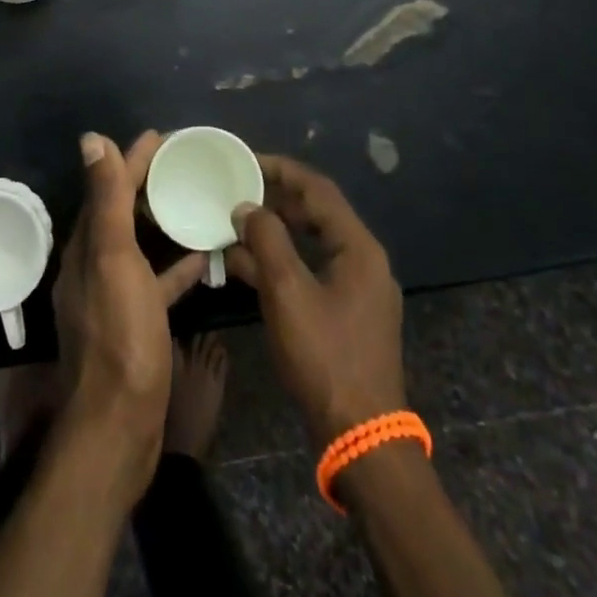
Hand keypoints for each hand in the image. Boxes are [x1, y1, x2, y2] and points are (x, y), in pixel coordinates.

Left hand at [51, 131, 206, 498]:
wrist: (118, 427)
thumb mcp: (114, 260)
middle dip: (146, 183)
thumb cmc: (120, 337)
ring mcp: (114, 296)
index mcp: (86, 246)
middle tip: (184, 164)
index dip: (132, 159)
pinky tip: (199, 258)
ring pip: (138, 244)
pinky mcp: (134, 323)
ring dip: (160, 220)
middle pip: (121, 211)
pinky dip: (173, 264)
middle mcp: (93, 266)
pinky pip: (155, 280)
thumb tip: (91, 139)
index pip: (108, 187)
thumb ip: (105, 200)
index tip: (162, 137)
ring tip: (193, 200)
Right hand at [226, 154, 405, 446]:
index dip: (280, 169)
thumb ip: (266, 240)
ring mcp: (356, 288)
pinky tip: (244, 265)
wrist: (360, 436)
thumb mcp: (288, 292)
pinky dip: (280, 262)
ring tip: (234, 221)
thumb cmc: (324, 356)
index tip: (244, 160)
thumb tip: (246, 206)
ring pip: (311, 243)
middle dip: (274, 198)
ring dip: (274, 232)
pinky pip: (310, 270)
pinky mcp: (345, 313)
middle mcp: (362, 260)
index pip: (317, 190)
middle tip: (236, 188)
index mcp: (358, 247)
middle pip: (316, 213)